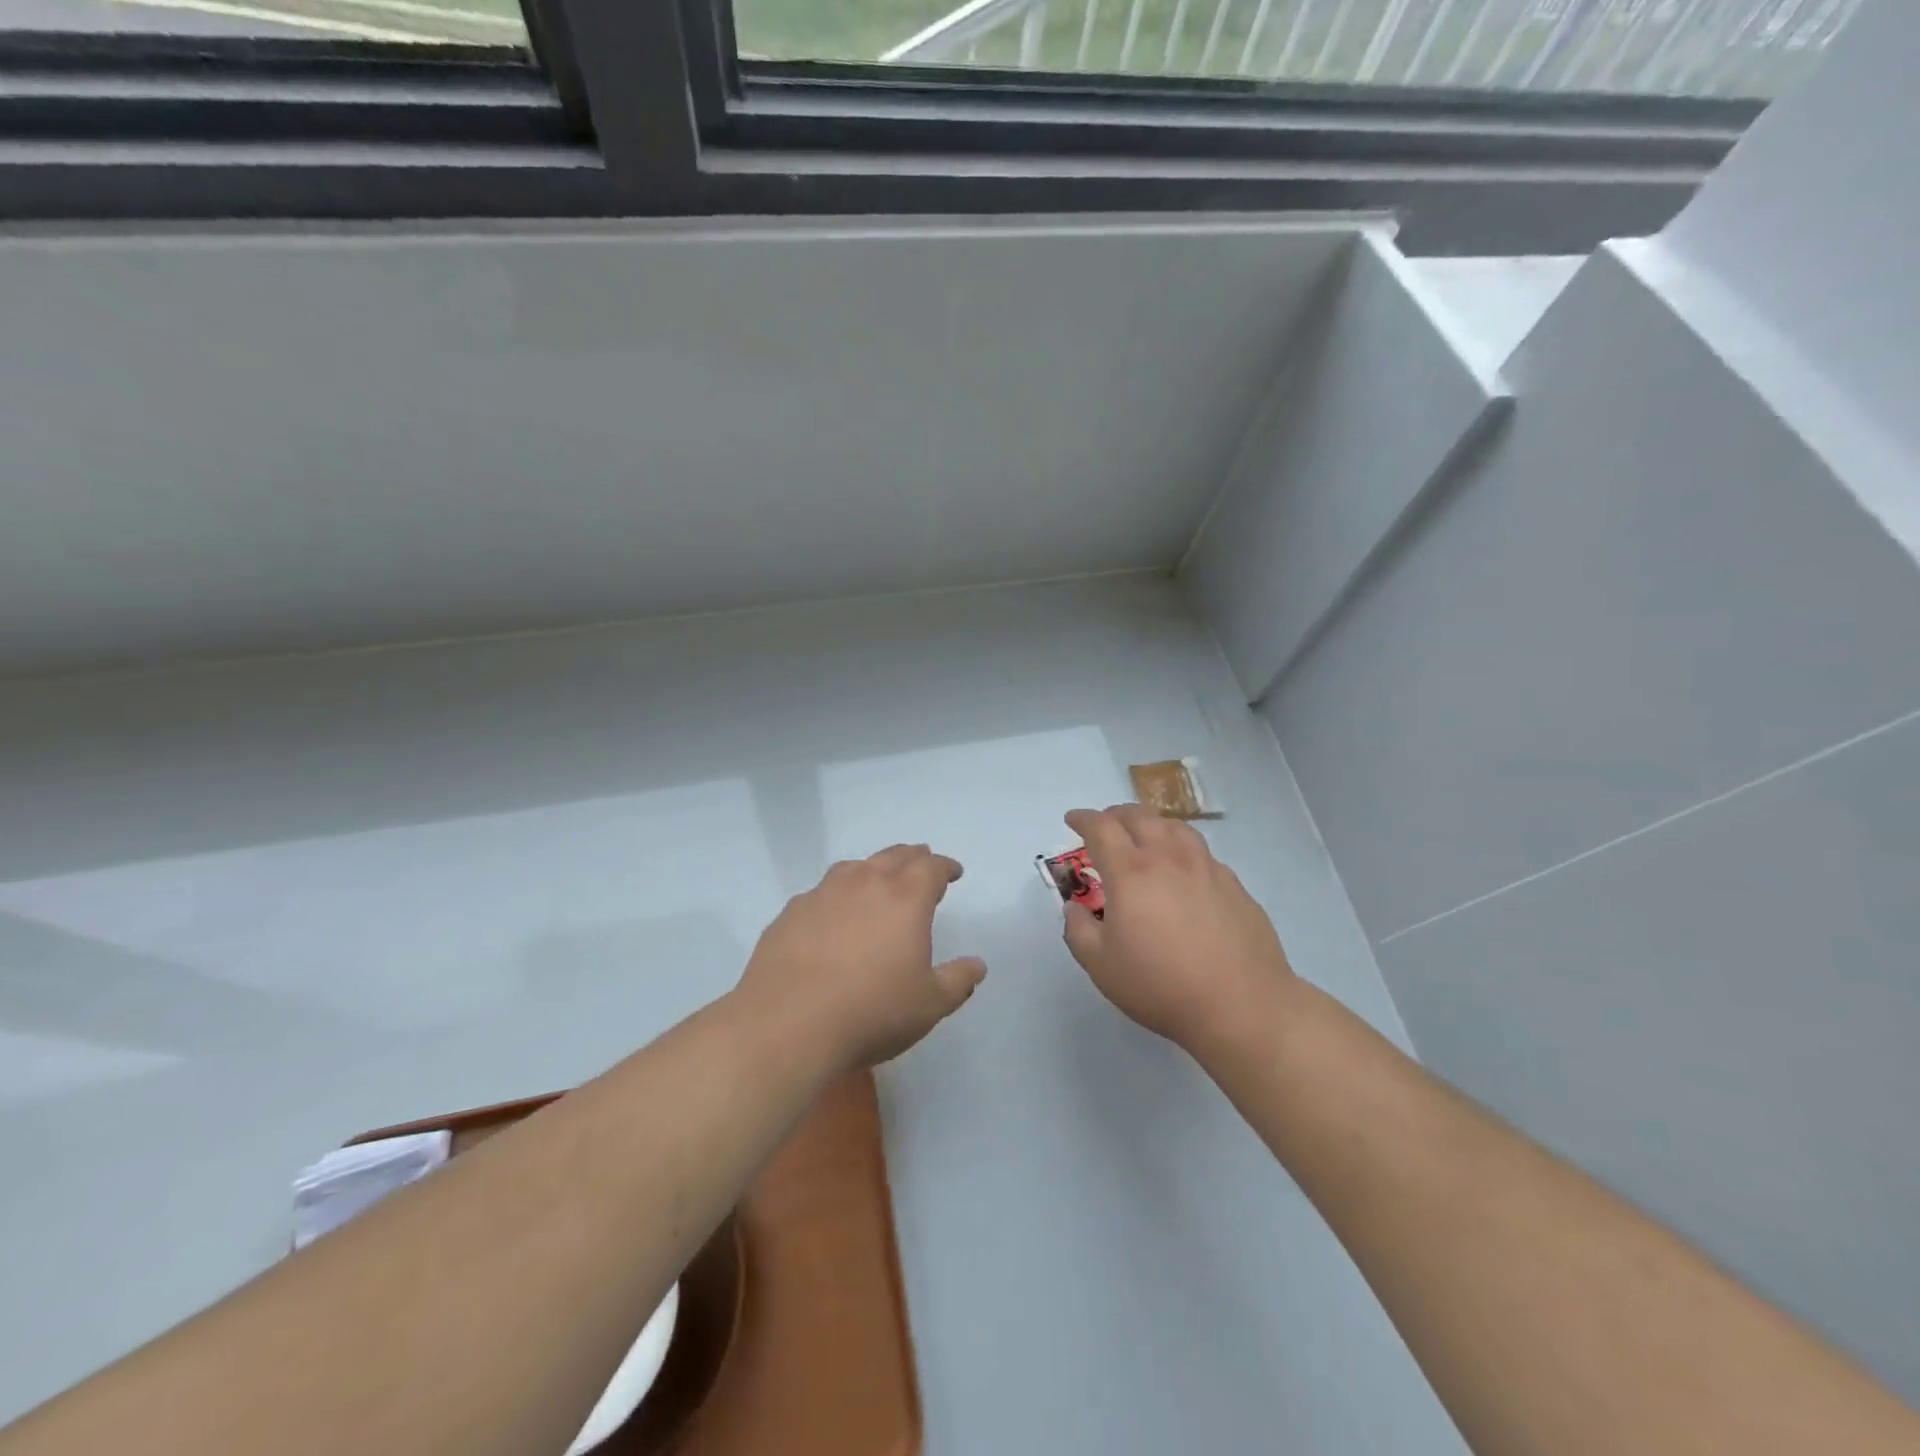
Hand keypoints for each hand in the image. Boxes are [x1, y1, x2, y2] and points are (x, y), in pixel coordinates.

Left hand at [738, 844, 986, 1072]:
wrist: (788, 1025)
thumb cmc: (871, 1012)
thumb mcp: (929, 1005)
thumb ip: (958, 981)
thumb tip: (977, 965)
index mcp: (905, 898)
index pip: (931, 867)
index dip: (945, 867)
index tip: (953, 872)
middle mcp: (864, 883)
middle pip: (894, 856)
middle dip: (913, 857)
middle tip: (922, 863)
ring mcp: (822, 894)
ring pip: (854, 867)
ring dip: (873, 869)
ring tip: (878, 881)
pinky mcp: (791, 913)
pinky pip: (821, 892)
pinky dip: (836, 895)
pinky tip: (832, 915)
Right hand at [1060, 805, 1297, 1056]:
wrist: (1241, 1005)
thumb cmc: (1161, 985)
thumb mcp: (1100, 965)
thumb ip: (1078, 930)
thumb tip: (1075, 908)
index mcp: (1131, 872)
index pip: (1101, 829)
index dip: (1083, 819)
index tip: (1072, 819)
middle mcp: (1168, 859)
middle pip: (1140, 817)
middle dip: (1116, 815)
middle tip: (1106, 824)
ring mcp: (1206, 869)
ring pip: (1176, 828)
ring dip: (1152, 823)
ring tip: (1145, 834)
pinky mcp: (1234, 886)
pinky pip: (1202, 853)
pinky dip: (1183, 848)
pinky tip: (1184, 869)